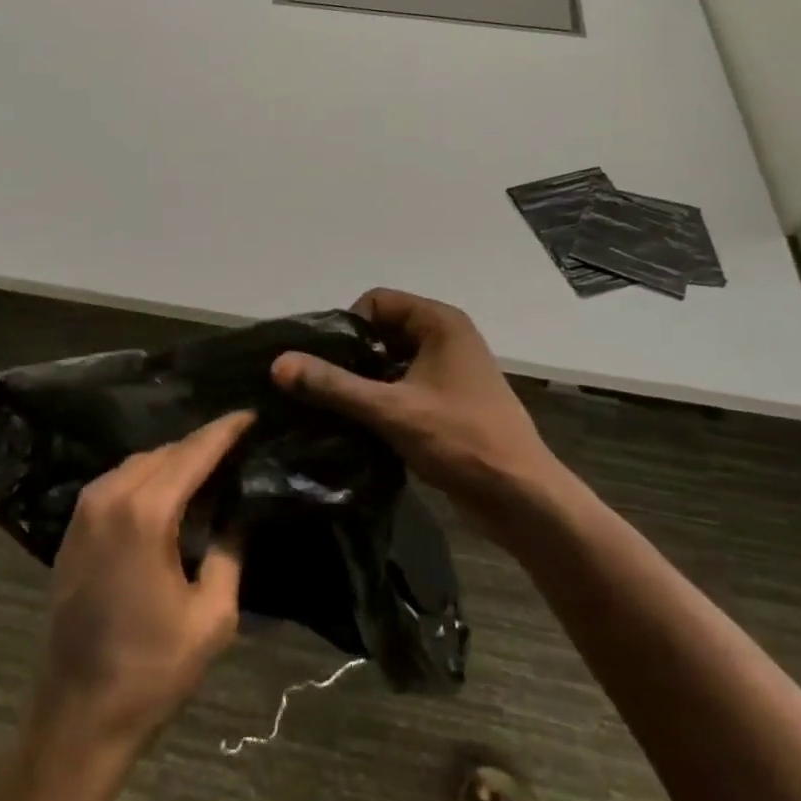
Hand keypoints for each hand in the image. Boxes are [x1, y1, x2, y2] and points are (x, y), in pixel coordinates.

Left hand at [27, 409, 254, 760]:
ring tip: (212, 468)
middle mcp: (110, 497)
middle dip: (203, 444)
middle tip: (240, 447)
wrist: (76, 716)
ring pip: (140, 463)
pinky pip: (119, 482)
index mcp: (145, 513)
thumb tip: (240, 514)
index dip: (225, 431)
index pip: (193, 452)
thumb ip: (230, 553)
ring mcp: (85, 510)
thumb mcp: (211, 617)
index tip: (253, 414)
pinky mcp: (74, 527)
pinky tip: (172, 492)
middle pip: (166, 452)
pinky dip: (149, 477)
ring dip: (175, 460)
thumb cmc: (151, 670)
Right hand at [271, 289, 552, 517]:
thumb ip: (333, 385)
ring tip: (333, 408)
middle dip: (351, 356)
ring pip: (389, 361)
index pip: (375, 302)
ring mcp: (448, 370)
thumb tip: (278, 364)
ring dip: (363, 381)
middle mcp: (445, 337)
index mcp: (439, 322)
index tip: (325, 363)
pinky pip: (402, 386)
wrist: (522, 499)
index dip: (346, 327)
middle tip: (321, 388)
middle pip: (381, 330)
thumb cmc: (461, 441)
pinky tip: (357, 425)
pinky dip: (380, 399)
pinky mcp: (447, 401)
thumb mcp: (391, 409)